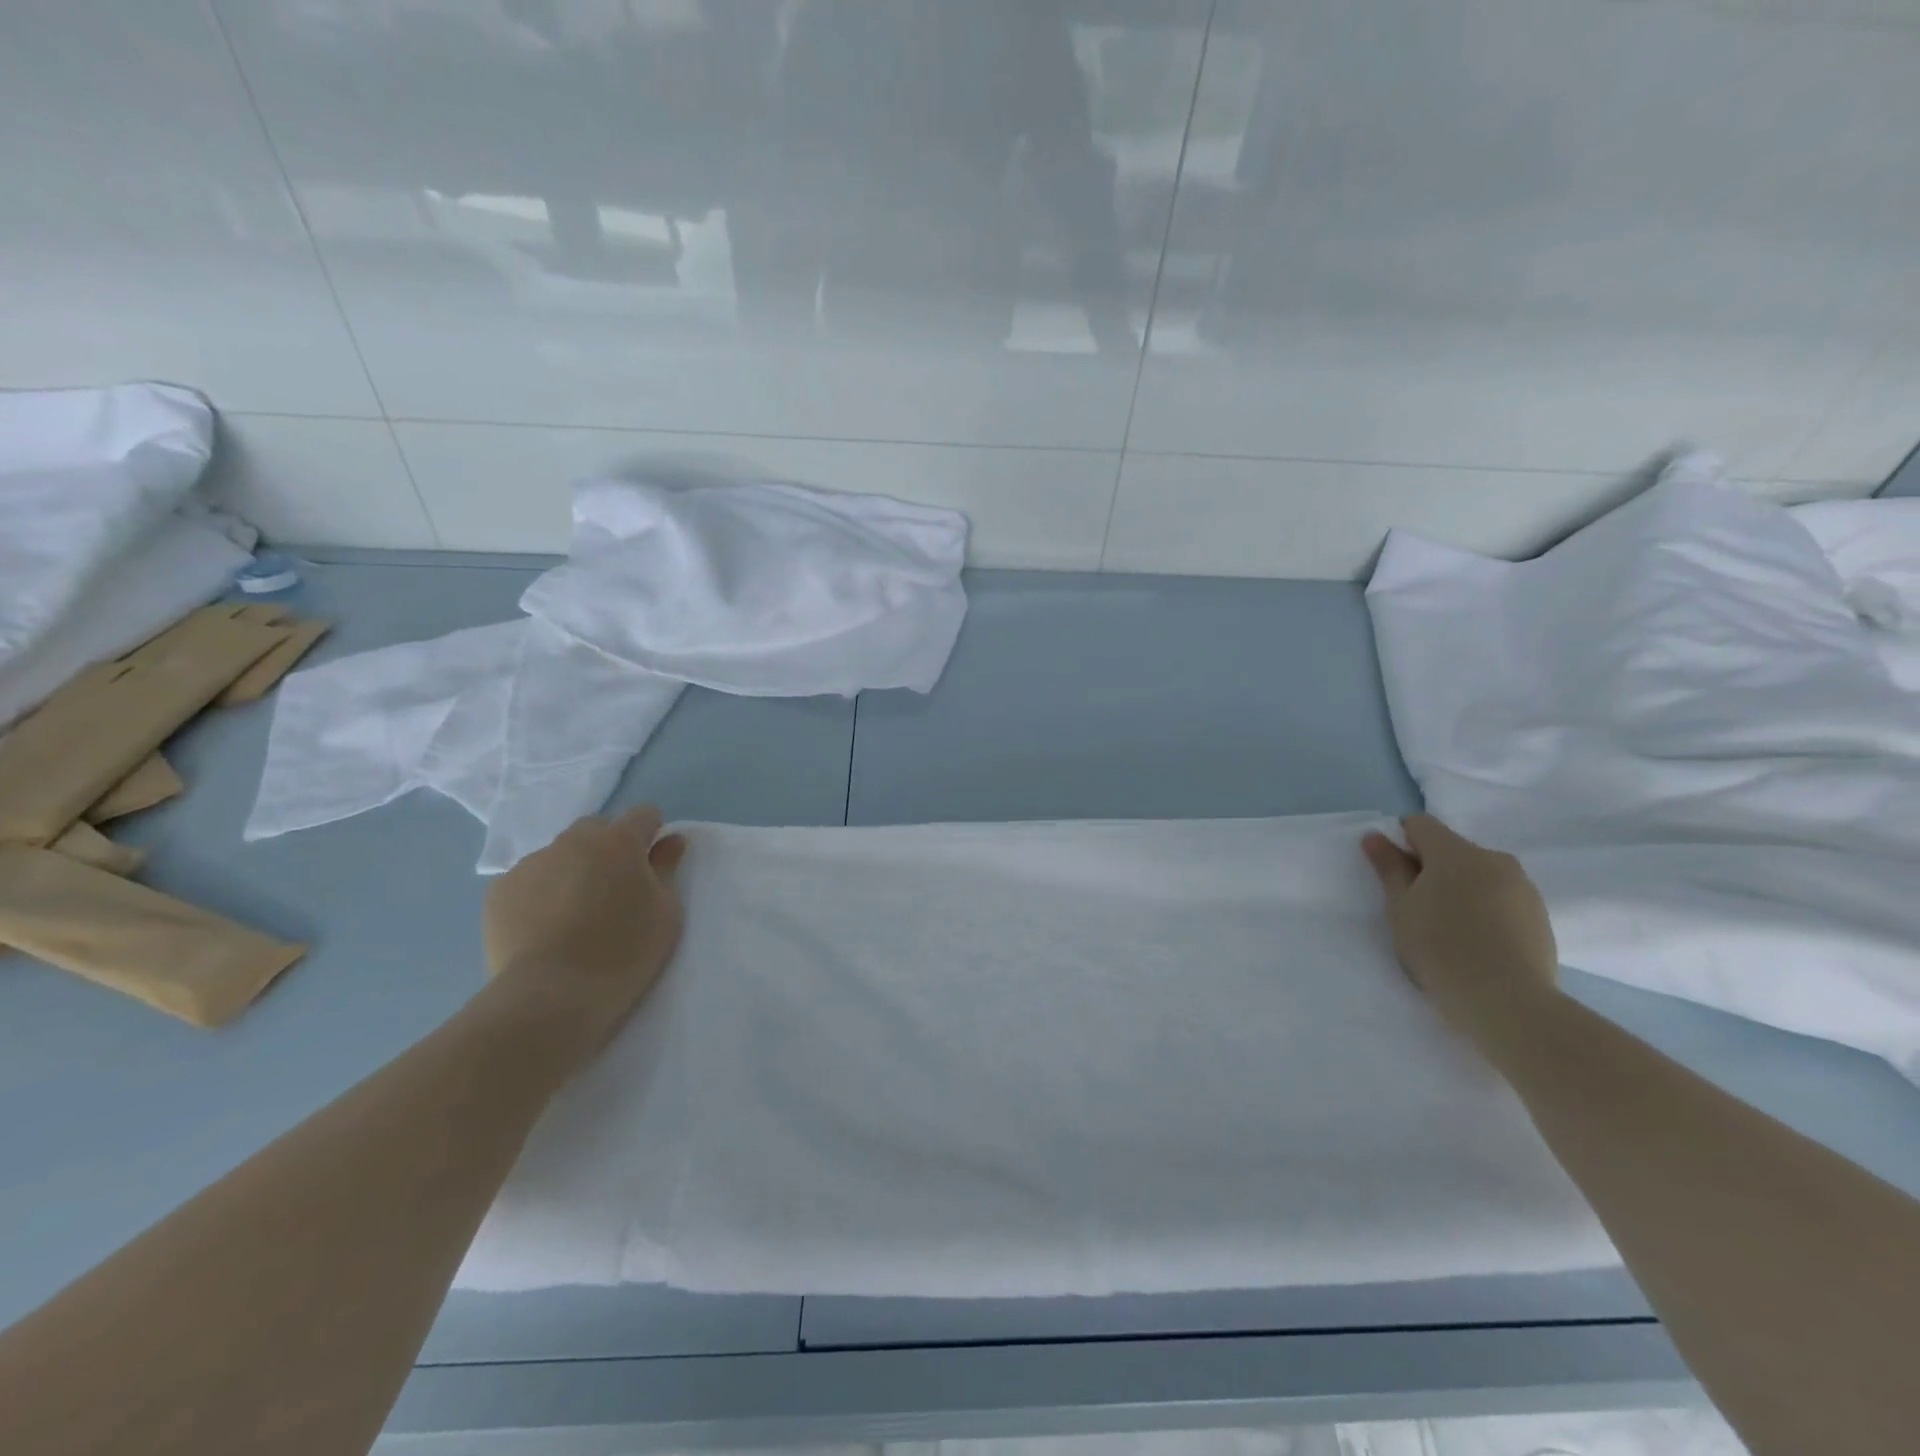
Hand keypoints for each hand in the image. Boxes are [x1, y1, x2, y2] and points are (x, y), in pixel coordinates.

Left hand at [482, 806, 688, 1050]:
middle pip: (597, 828)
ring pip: (559, 853)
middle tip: (615, 889)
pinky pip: (529, 880)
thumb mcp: (665, 912)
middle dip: (609, 846)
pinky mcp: (499, 892)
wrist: (551, 996)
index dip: (652, 834)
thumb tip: (670, 840)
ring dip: (573, 868)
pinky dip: (541, 893)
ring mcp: (531, 864)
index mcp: (618, 841)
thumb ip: (667, 868)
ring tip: (575, 913)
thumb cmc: (623, 952)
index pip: (643, 814)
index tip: (652, 864)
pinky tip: (545, 928)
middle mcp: (572, 841)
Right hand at [1362, 815, 1558, 1037]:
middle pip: (1451, 849)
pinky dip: (1485, 909)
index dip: (1400, 843)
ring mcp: (1523, 887)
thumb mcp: (1400, 907)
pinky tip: (1478, 942)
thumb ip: (1389, 867)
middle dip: (1431, 868)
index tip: (1394, 877)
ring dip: (1460, 889)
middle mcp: (1493, 859)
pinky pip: (1502, 898)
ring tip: (1450, 930)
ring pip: (1479, 874)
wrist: (1508, 1002)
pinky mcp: (1541, 915)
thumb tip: (1376, 836)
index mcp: (1455, 852)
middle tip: (1418, 908)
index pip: (1419, 825)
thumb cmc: (1439, 948)